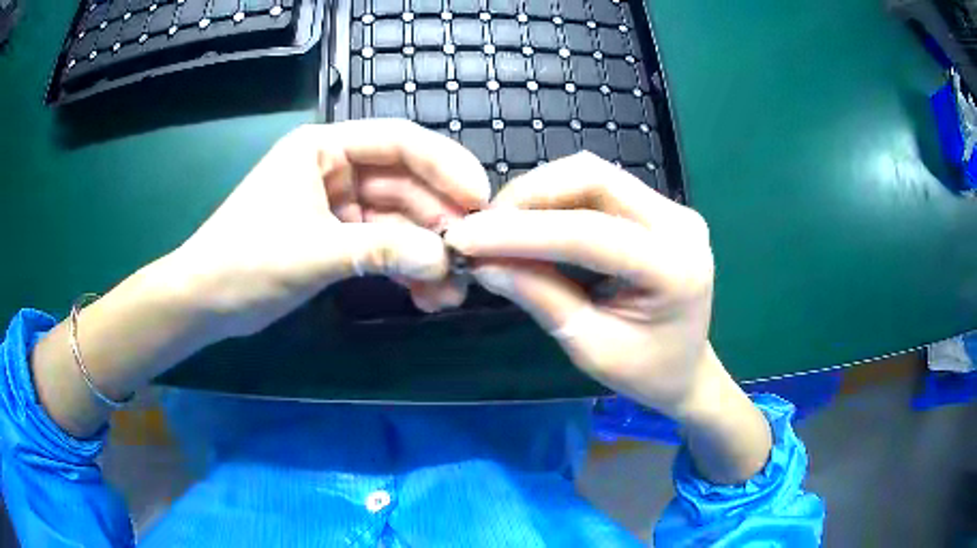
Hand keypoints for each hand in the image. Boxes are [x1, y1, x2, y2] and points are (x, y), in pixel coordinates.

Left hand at [170, 119, 489, 337]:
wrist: (205, 302)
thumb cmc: (245, 261)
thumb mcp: (313, 252)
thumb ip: (379, 252)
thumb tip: (443, 262)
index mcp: (323, 148)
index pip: (398, 142)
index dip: (444, 166)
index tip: (480, 199)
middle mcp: (335, 169)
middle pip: (404, 184)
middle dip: (438, 221)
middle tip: (471, 257)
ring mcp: (338, 205)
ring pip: (397, 221)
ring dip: (425, 254)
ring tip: (452, 291)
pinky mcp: (337, 238)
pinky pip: (382, 246)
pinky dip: (404, 268)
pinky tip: (426, 295)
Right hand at [445, 152, 715, 417]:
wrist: (687, 368)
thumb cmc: (645, 372)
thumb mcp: (589, 347)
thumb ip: (541, 297)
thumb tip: (483, 262)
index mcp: (675, 269)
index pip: (589, 233)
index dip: (520, 232)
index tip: (464, 237)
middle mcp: (680, 224)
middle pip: (593, 178)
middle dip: (529, 196)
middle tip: (484, 228)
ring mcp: (672, 209)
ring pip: (592, 174)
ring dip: (539, 194)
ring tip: (501, 227)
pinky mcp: (659, 208)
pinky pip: (598, 187)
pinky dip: (555, 199)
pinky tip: (532, 224)